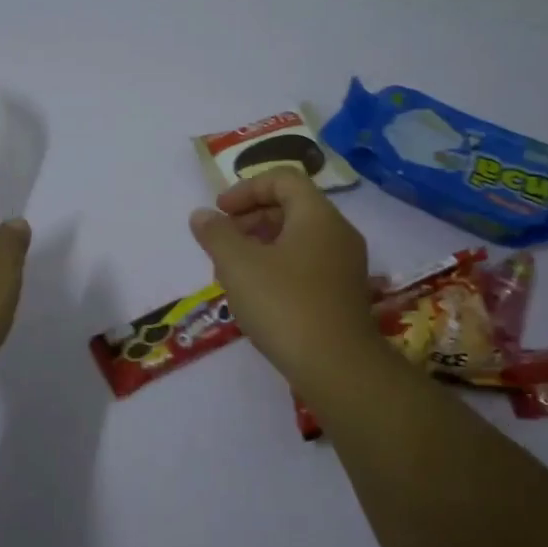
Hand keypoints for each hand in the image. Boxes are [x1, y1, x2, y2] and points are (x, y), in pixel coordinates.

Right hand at [189, 172, 385, 392]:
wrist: (338, 368)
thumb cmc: (285, 305)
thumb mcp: (238, 265)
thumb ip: (216, 234)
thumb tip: (202, 215)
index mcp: (317, 215)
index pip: (283, 179)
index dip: (246, 188)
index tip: (220, 212)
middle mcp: (338, 233)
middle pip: (291, 207)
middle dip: (250, 218)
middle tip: (221, 241)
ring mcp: (345, 265)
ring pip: (297, 238)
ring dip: (261, 244)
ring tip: (232, 270)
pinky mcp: (343, 294)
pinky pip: (307, 264)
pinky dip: (278, 266)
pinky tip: (256, 294)